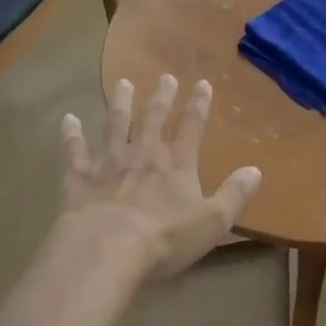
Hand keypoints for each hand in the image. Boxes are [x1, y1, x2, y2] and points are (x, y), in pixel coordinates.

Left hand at [59, 76, 261, 279]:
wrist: (106, 249)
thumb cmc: (165, 239)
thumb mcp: (212, 221)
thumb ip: (235, 195)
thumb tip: (256, 170)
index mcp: (176, 165)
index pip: (191, 127)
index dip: (198, 105)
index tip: (202, 83)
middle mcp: (143, 155)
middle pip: (153, 119)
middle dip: (161, 97)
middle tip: (165, 77)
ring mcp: (109, 163)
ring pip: (116, 124)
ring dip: (120, 103)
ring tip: (122, 83)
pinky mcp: (80, 177)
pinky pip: (74, 151)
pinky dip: (71, 135)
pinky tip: (69, 119)